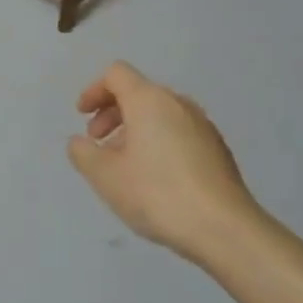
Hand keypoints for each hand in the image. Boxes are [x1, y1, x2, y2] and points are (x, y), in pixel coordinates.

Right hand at [67, 62, 259, 262]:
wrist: (223, 227)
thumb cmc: (157, 194)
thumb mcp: (105, 176)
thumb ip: (83, 153)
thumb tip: (79, 142)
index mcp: (149, 101)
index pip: (116, 74)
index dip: (93, 90)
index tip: (81, 116)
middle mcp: (178, 104)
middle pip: (139, 92)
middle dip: (112, 112)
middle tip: (97, 142)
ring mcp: (202, 125)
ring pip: (159, 114)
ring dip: (134, 129)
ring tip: (122, 164)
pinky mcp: (217, 149)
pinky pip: (178, 131)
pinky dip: (157, 141)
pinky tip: (153, 177)